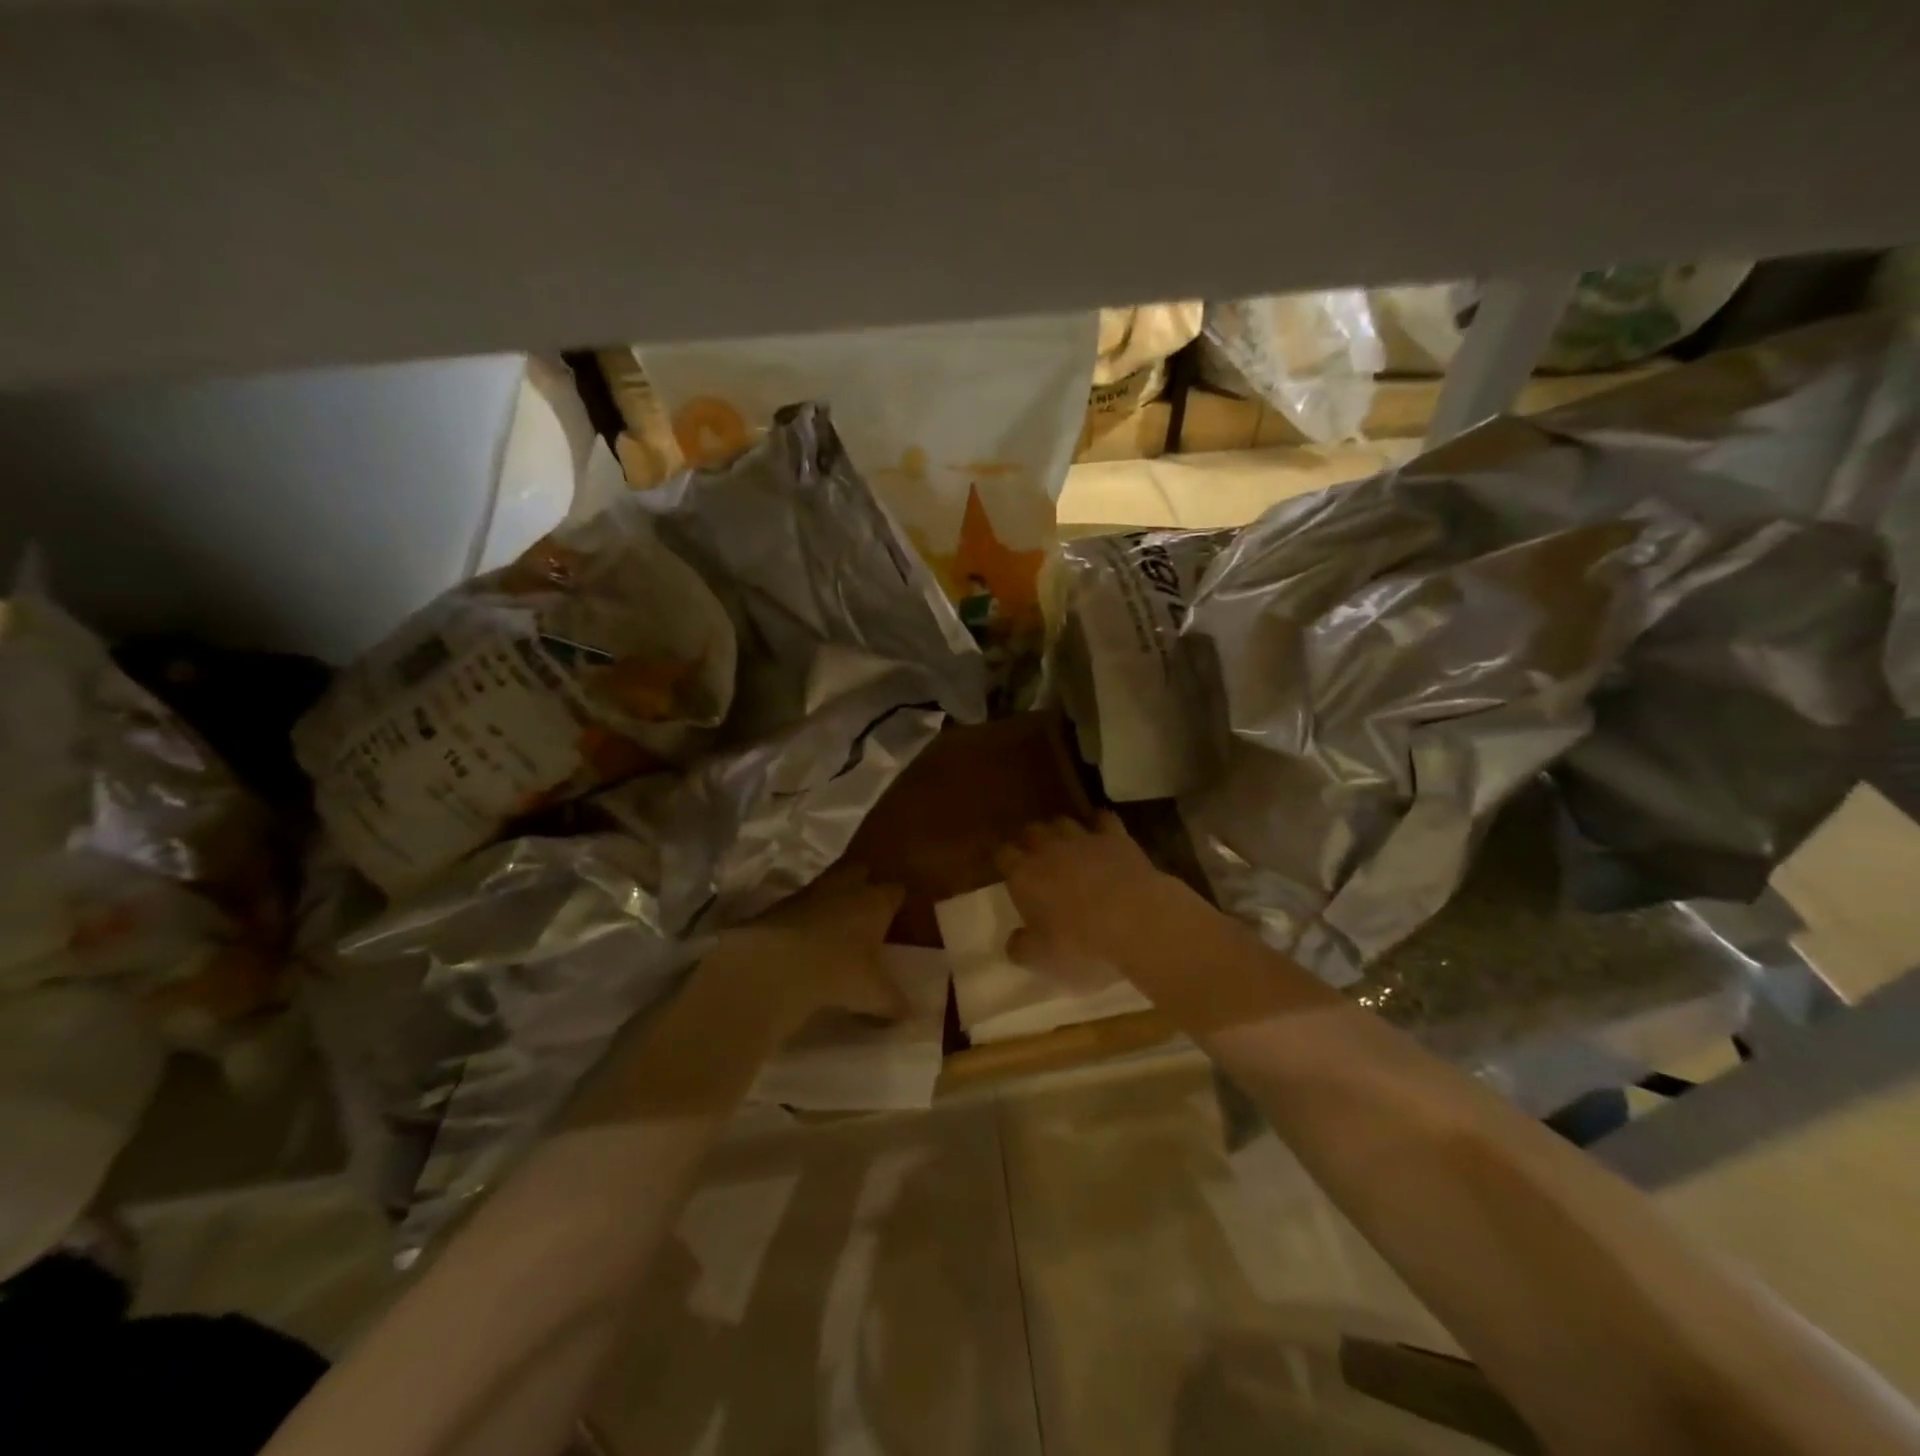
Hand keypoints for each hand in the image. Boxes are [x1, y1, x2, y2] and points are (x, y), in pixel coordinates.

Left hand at [719, 866, 907, 1037]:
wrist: (776, 963)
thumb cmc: (838, 970)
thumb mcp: (874, 994)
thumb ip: (894, 1001)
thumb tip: (910, 1013)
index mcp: (876, 901)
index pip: (896, 890)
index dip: (897, 902)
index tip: (897, 917)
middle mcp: (847, 886)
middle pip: (861, 873)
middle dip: (864, 888)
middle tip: (867, 913)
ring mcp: (811, 891)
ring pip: (829, 885)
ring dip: (832, 901)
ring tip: (835, 927)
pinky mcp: (781, 903)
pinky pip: (802, 905)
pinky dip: (806, 917)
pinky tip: (805, 939)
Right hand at [993, 812, 1206, 980]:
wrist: (1135, 922)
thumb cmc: (1081, 944)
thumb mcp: (1041, 959)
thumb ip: (1021, 947)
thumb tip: (1014, 941)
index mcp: (1024, 875)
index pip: (1003, 855)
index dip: (1005, 861)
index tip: (1009, 871)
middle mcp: (1048, 849)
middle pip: (1031, 831)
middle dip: (1031, 841)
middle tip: (1038, 858)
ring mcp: (1083, 838)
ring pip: (1063, 822)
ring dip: (1061, 831)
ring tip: (1067, 845)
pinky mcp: (1116, 836)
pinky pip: (1103, 818)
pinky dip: (1099, 823)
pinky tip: (1102, 833)